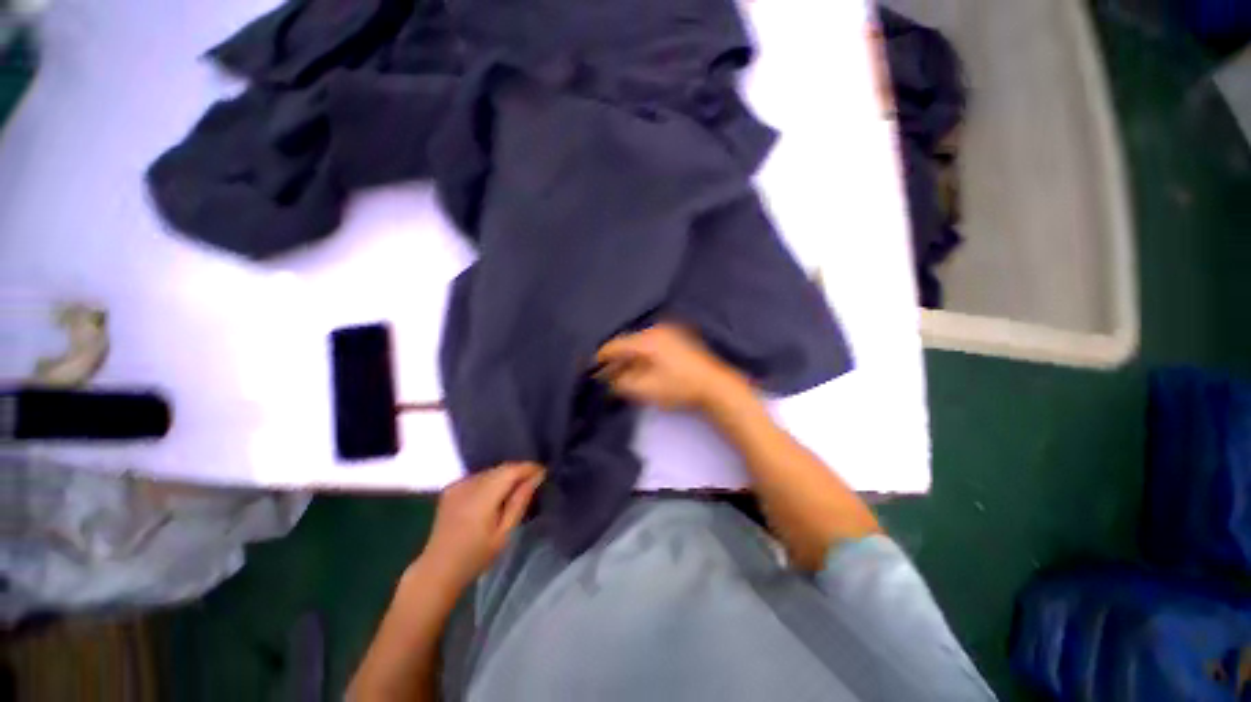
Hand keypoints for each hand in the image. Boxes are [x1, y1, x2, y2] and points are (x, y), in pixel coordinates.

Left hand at [417, 462, 544, 590]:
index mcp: (482, 497)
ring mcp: (457, 485)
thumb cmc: (475, 557)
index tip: (544, 473)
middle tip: (534, 482)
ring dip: (505, 476)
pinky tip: (495, 495)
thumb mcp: (504, 533)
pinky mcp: (451, 488)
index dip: (529, 468)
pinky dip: (491, 480)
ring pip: (491, 471)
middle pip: (501, 468)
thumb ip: (520, 501)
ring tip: (516, 489)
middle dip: (519, 472)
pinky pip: (479, 476)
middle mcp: (468, 485)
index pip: (511, 470)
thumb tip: (537, 476)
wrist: (437, 570)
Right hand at [595, 324, 748, 410]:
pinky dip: (643, 357)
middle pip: (627, 343)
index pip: (615, 345)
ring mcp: (670, 333)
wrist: (716, 387)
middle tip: (606, 375)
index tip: (590, 367)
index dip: (600, 357)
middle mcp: (657, 330)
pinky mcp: (679, 340)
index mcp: (647, 339)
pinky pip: (652, 346)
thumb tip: (608, 379)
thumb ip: (621, 383)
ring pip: (640, 345)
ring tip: (622, 375)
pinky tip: (641, 369)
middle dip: (616, 360)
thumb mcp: (645, 389)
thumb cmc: (679, 387)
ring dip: (629, 359)